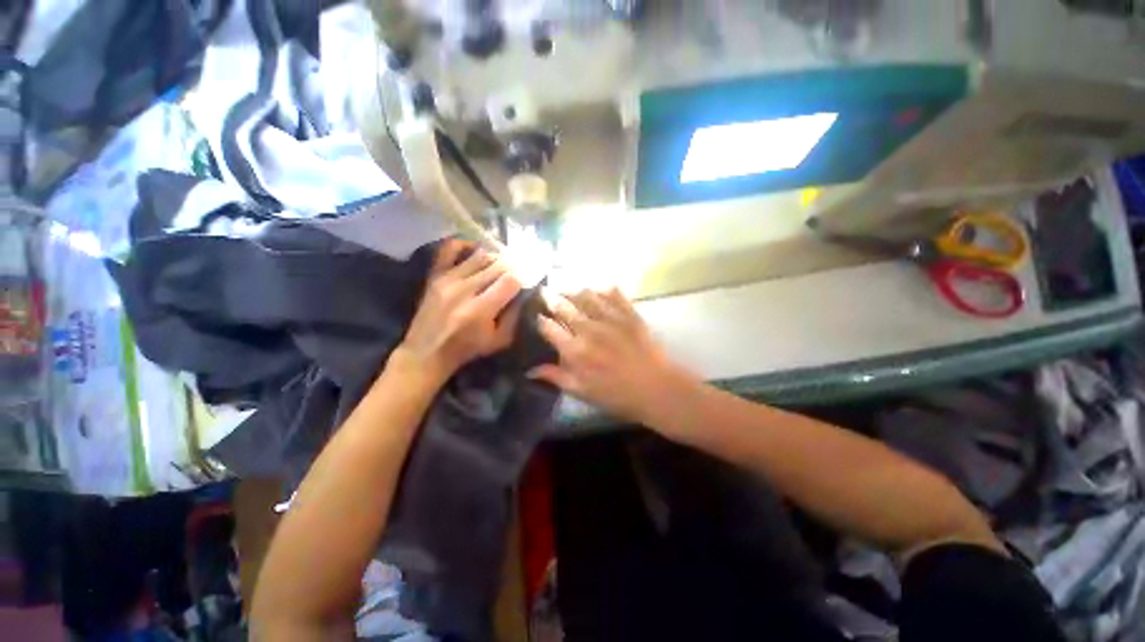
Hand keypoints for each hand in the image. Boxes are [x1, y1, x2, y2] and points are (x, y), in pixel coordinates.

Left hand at [397, 240, 522, 385]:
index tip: (529, 278)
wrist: (426, 352)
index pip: (510, 280)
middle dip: (513, 266)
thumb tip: (522, 293)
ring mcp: (447, 279)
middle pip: (497, 265)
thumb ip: (514, 316)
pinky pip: (449, 249)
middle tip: (521, 268)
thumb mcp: (499, 340)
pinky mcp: (435, 275)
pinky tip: (476, 250)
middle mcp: (464, 290)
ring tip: (503, 263)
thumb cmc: (467, 349)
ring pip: (479, 255)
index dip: (524, 276)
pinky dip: (465, 245)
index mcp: (480, 310)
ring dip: (496, 257)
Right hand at [529, 288, 698, 427]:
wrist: (657, 390)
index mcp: (575, 350)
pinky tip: (597, 287)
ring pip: (586, 295)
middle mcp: (589, 329)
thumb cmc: (617, 396)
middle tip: (545, 292)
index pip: (549, 327)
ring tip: (566, 287)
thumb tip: (529, 370)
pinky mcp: (629, 313)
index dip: (540, 319)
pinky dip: (602, 289)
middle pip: (564, 306)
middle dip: (551, 298)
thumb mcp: (582, 392)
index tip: (537, 315)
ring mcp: (610, 318)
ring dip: (573, 290)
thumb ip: (556, 377)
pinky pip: (613, 294)